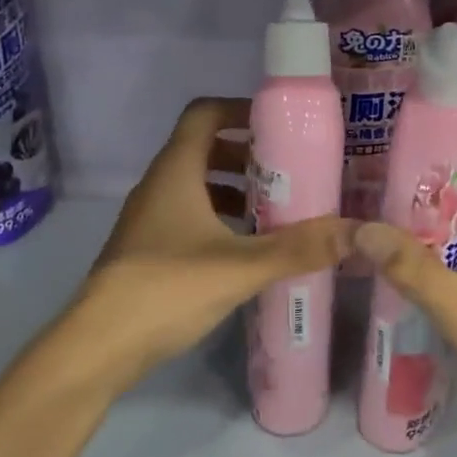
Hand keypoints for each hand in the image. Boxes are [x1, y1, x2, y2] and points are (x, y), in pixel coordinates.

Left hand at [54, 98, 350, 395]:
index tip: (279, 125)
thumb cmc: (166, 288)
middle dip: (248, 155)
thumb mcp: (241, 266)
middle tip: (290, 171)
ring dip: (236, 190)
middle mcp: (160, 186)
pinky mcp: (150, 249)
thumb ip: (299, 248)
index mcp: (176, 172)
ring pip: (198, 186)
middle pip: (204, 149)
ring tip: (279, 209)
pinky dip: (222, 220)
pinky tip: (249, 248)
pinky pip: (191, 216)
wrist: (99, 346)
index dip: (240, 110)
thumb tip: (358, 232)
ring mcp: (150, 219)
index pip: (204, 114)